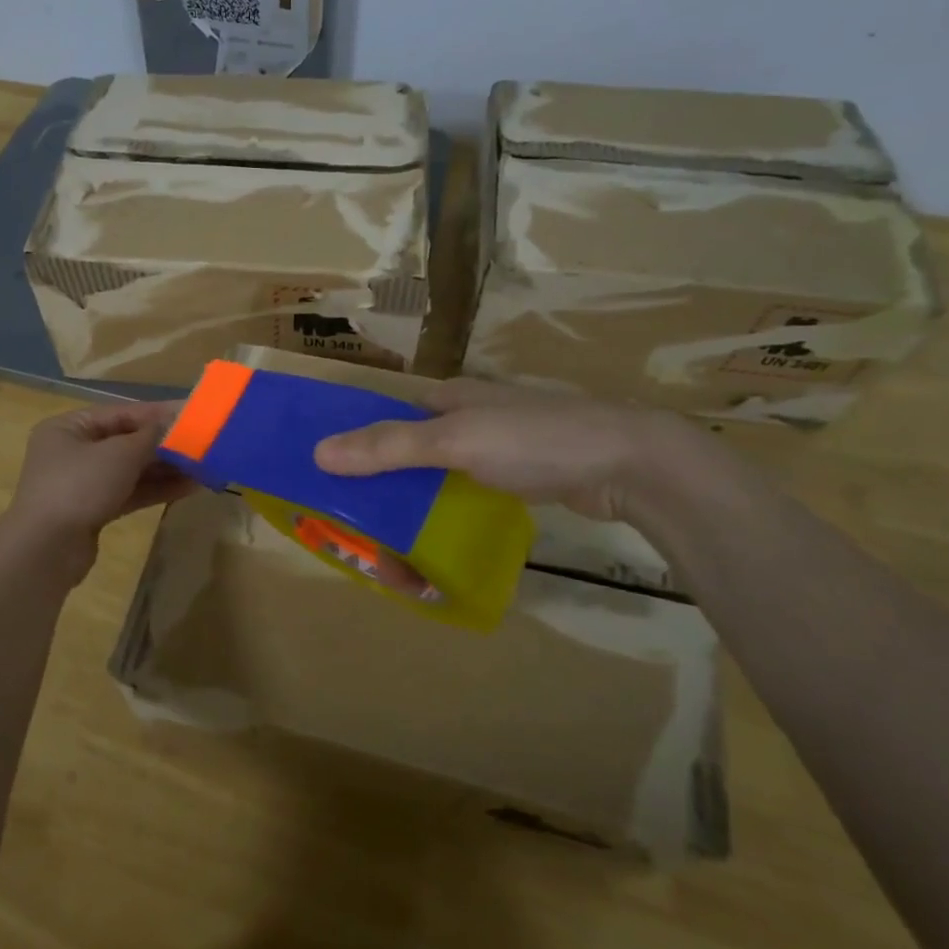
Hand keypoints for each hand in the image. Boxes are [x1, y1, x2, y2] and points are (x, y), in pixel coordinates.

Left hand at [0, 401, 195, 563]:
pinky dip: (156, 489)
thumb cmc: (79, 486)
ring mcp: (82, 483)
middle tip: (203, 444)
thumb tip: (175, 424)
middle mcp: (73, 451)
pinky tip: (189, 487)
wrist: (46, 550)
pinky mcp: (93, 510)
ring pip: (131, 469)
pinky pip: (129, 492)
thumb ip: (151, 437)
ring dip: (166, 468)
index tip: (193, 414)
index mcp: (69, 427)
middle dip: (165, 445)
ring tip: (204, 467)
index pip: (122, 413)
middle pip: (127, 441)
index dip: (159, 414)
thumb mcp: (119, 454)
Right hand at [313, 377, 700, 521]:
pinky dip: (448, 516)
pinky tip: (440, 543)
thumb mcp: (455, 441)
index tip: (332, 485)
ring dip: (415, 509)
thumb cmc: (534, 440)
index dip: (357, 446)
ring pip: (439, 477)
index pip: (387, 419)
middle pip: (410, 452)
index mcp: (448, 397)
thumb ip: (389, 447)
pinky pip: (468, 495)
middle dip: (385, 489)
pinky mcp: (523, 477)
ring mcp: (498, 448)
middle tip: (366, 535)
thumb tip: (319, 452)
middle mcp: (468, 417)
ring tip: (395, 551)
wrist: (629, 463)